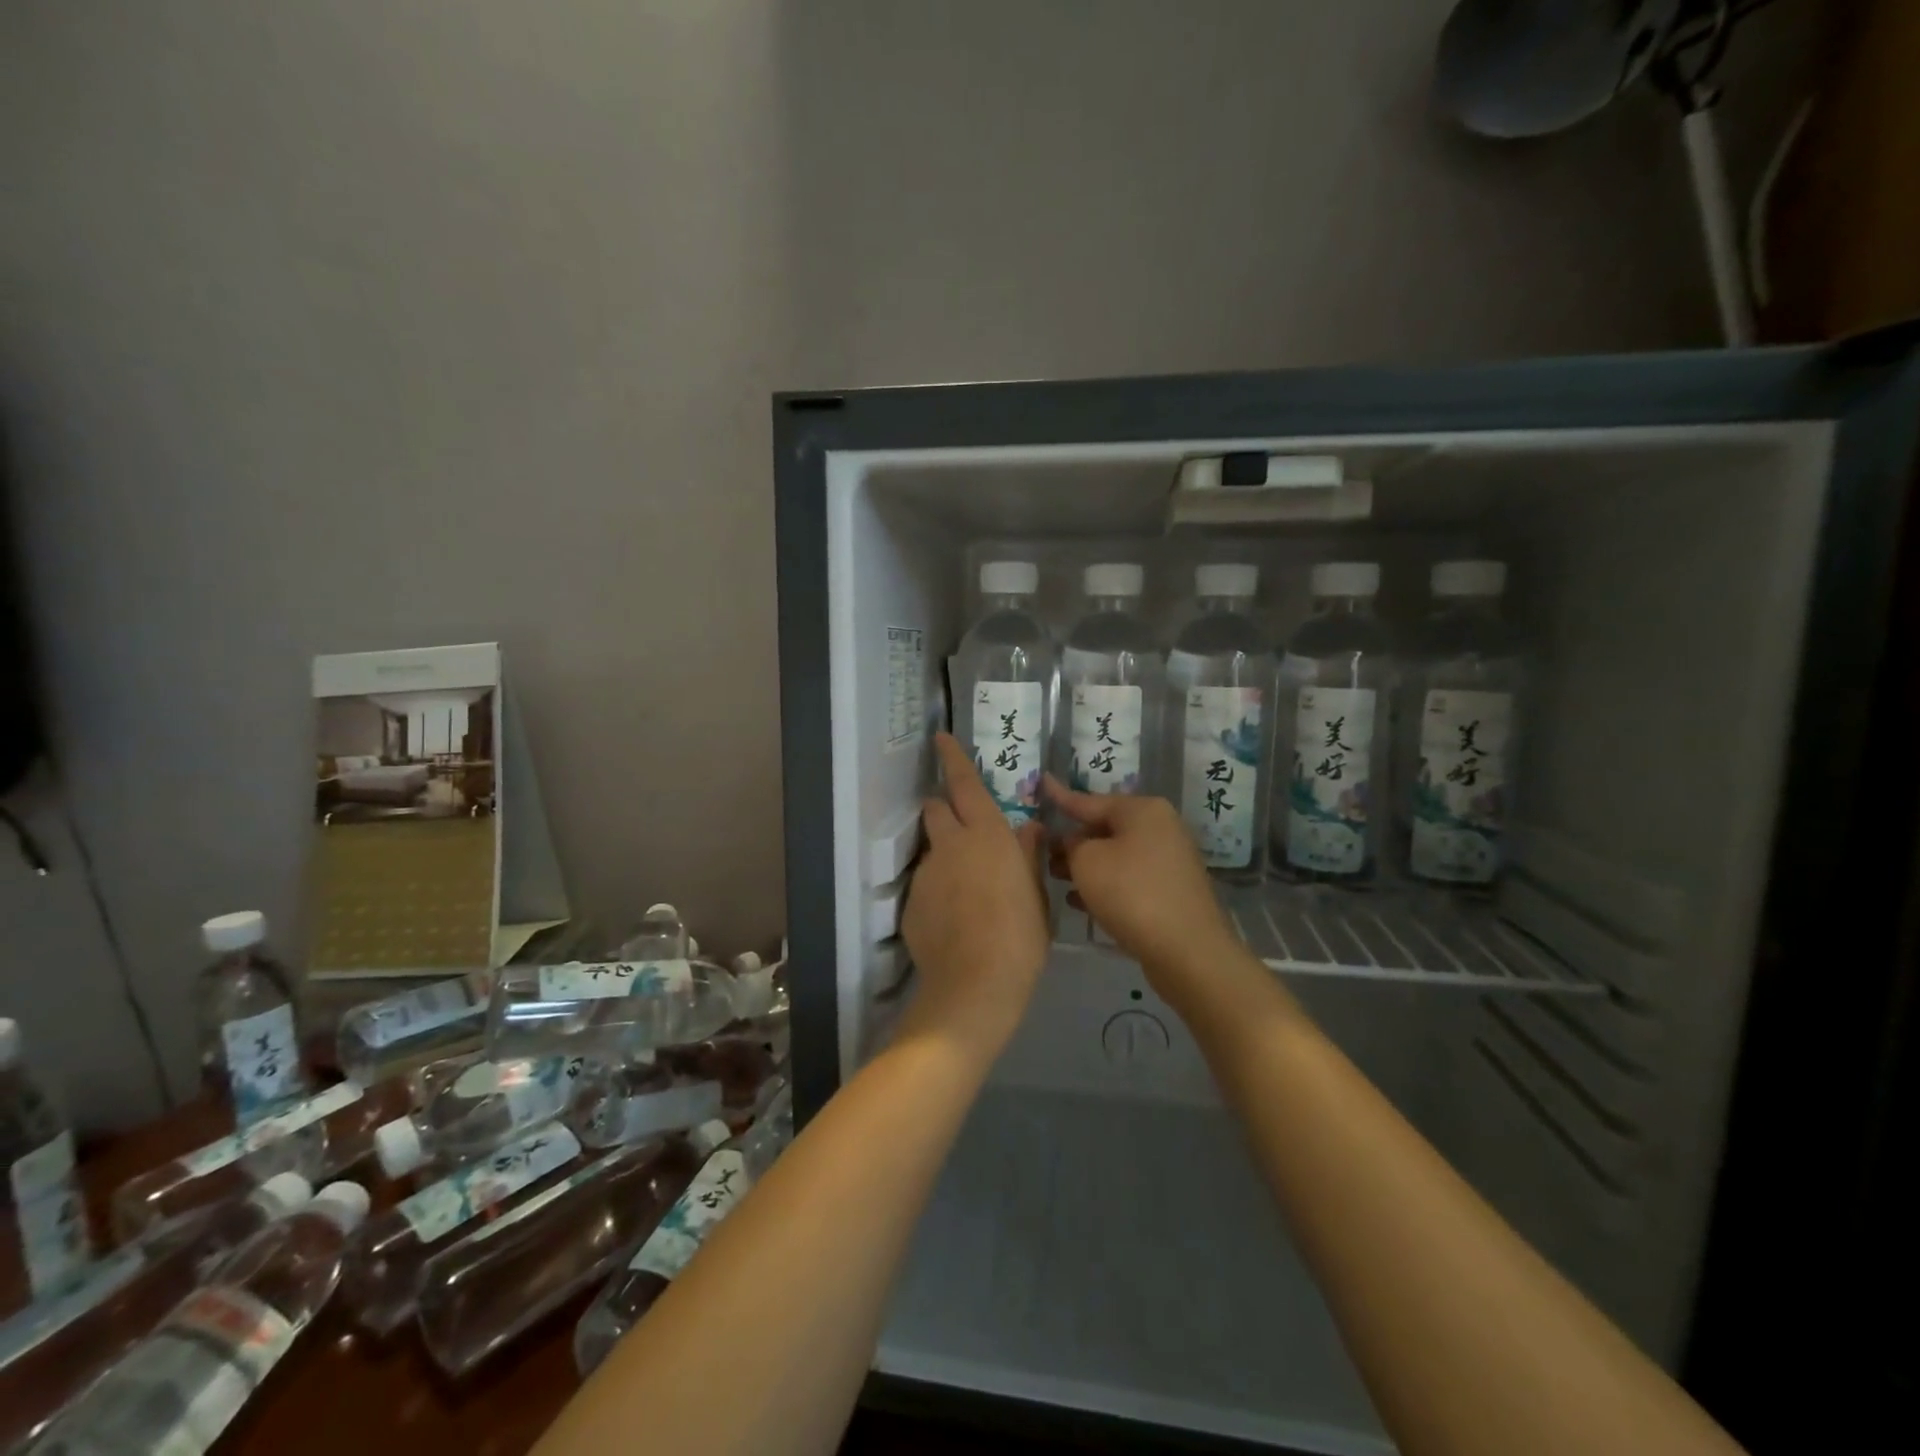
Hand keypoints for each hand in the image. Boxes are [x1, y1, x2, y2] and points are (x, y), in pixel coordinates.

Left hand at [898, 734, 1050, 1063]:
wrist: (976, 986)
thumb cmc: (1020, 936)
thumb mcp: (1036, 894)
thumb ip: (1028, 855)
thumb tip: (1029, 828)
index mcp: (987, 835)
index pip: (965, 784)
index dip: (953, 758)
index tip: (941, 738)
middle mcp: (951, 845)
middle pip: (937, 808)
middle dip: (946, 809)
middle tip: (967, 832)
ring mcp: (927, 874)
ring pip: (932, 849)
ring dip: (946, 856)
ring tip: (967, 893)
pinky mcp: (910, 903)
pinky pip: (925, 885)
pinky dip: (937, 891)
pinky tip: (954, 921)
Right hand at [1045, 777, 1240, 996]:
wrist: (1187, 951)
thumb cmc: (1132, 893)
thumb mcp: (1087, 862)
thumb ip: (1071, 845)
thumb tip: (1074, 843)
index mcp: (1142, 810)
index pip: (1089, 800)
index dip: (1060, 796)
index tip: (1042, 782)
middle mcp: (1160, 828)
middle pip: (1105, 828)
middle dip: (1072, 839)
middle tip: (1041, 849)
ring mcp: (1169, 861)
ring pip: (1116, 855)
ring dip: (1085, 865)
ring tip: (1053, 876)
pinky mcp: (1170, 892)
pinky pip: (1129, 879)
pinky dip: (1104, 885)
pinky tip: (1078, 900)